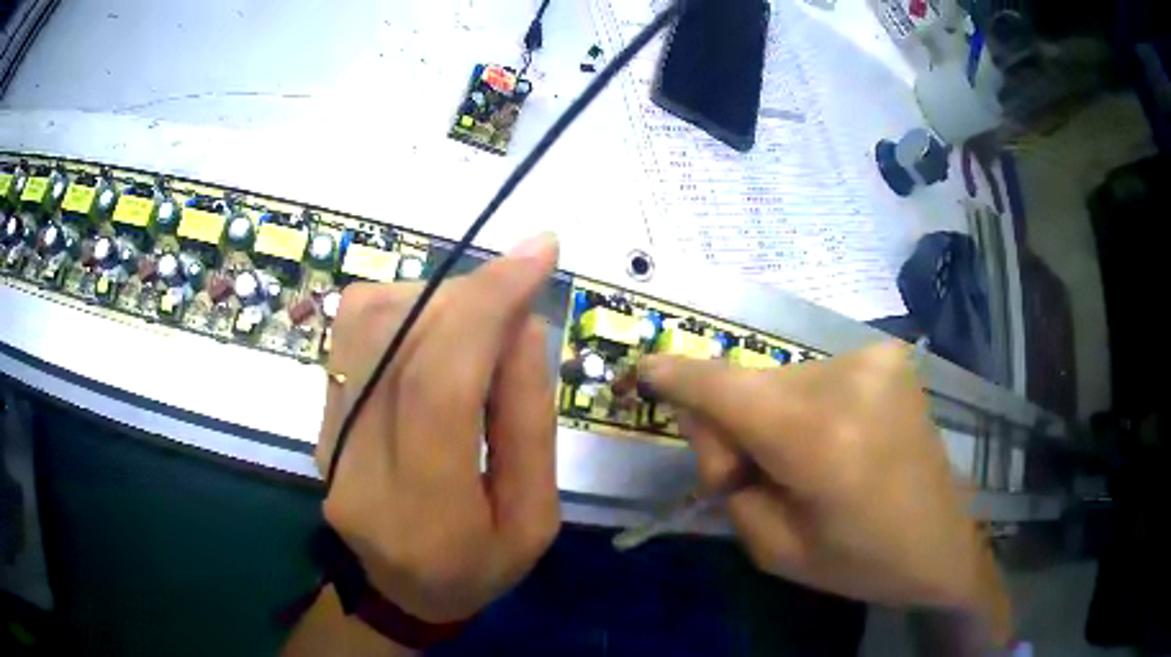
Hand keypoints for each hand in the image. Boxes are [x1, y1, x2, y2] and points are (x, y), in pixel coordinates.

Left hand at [316, 233, 561, 623]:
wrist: (399, 592)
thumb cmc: (478, 568)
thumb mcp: (535, 518)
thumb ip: (528, 422)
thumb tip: (521, 325)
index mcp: (426, 512)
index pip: (439, 385)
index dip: (487, 306)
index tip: (537, 252)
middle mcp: (358, 466)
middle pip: (400, 340)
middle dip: (470, 296)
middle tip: (516, 293)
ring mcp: (326, 436)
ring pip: (367, 320)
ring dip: (435, 298)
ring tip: (478, 325)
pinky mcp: (319, 416)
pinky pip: (353, 331)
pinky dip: (405, 308)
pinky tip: (436, 335)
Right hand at [640, 342, 1009, 638]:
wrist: (943, 543)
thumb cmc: (861, 562)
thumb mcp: (775, 548)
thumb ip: (728, 482)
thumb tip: (713, 424)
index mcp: (820, 441)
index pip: (725, 389)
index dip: (674, 376)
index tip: (639, 372)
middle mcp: (849, 381)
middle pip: (748, 387)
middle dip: (733, 428)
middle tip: (755, 477)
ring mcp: (875, 360)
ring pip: (780, 381)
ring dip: (772, 418)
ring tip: (808, 465)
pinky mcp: (889, 356)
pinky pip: (815, 377)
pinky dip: (807, 406)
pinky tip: (838, 442)